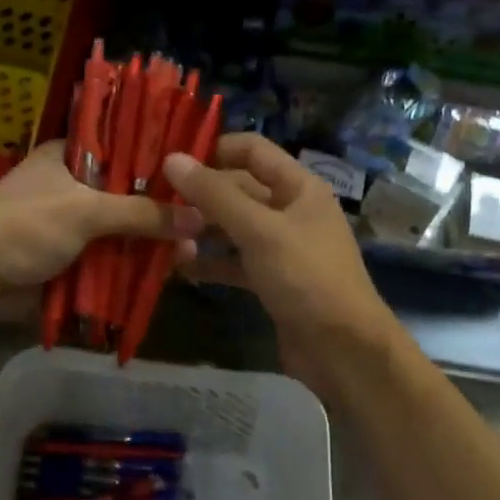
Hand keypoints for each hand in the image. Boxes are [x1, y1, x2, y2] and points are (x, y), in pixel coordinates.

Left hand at [0, 141, 202, 296]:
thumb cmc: (26, 225)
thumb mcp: (86, 211)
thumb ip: (141, 213)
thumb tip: (198, 218)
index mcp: (67, 155)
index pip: (122, 145)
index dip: (157, 158)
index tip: (193, 172)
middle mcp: (69, 182)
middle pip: (125, 191)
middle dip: (159, 209)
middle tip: (199, 221)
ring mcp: (66, 220)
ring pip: (117, 226)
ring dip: (148, 240)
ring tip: (188, 252)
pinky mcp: (65, 253)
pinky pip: (105, 253)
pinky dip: (128, 261)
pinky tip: (162, 270)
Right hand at [163, 134, 399, 396]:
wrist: (343, 350)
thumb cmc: (306, 277)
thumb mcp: (259, 230)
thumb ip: (215, 195)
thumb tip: (172, 159)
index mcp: (298, 187)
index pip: (251, 150)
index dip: (213, 149)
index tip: (171, 161)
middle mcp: (289, 210)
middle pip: (237, 189)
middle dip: (199, 195)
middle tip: (156, 203)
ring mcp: (280, 247)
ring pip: (232, 227)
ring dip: (200, 230)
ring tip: (163, 238)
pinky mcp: (271, 280)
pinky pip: (234, 261)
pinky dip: (211, 262)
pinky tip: (180, 268)